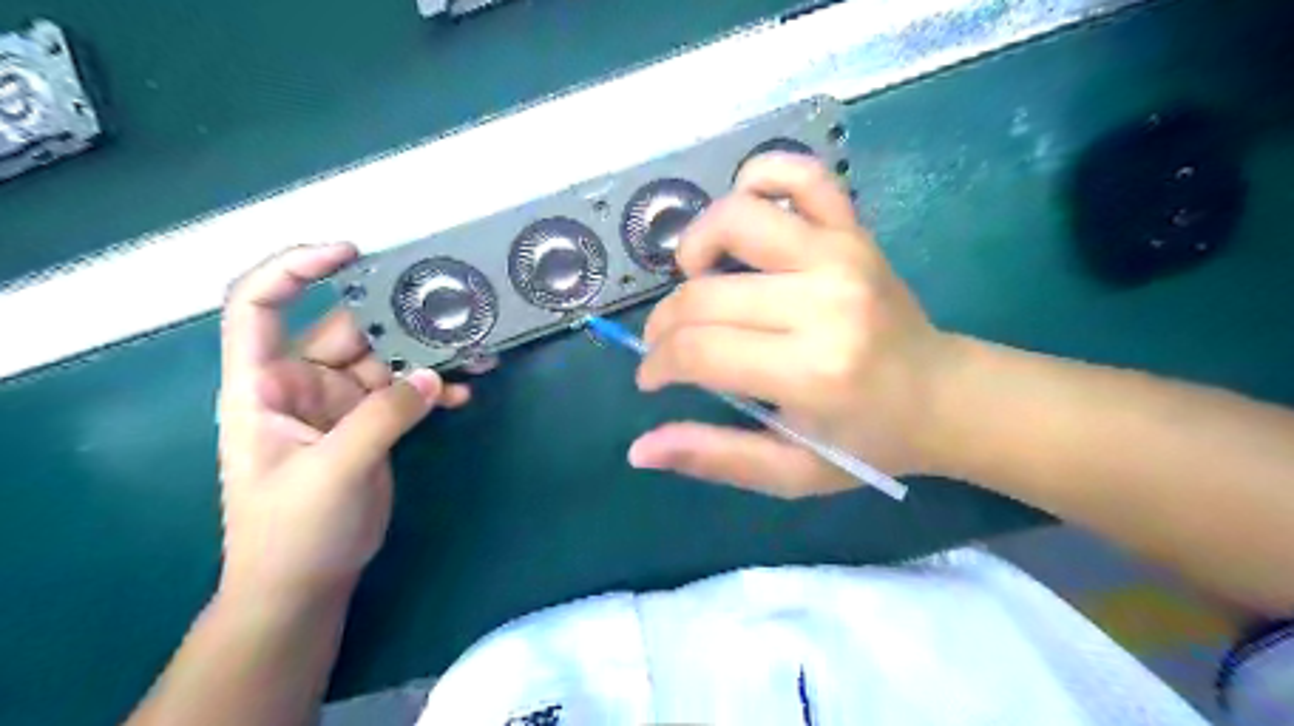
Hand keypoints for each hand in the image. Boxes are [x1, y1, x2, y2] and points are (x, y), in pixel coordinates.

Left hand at [218, 245, 470, 605]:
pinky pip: (406, 392)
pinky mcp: (372, 423)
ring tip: (474, 354)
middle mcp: (301, 384)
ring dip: (429, 355)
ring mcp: (341, 403)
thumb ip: (382, 418)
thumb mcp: (333, 471)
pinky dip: (434, 389)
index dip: (294, 269)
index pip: (259, 306)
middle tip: (454, 313)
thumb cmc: (292, 530)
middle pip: (350, 329)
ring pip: (388, 359)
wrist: (306, 583)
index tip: (349, 253)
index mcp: (263, 385)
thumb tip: (431, 376)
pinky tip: (464, 394)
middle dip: (400, 319)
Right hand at [633, 157, 952, 497]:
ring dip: (696, 245)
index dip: (658, 364)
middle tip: (667, 346)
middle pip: (704, 295)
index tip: (653, 377)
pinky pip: (798, 174)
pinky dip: (759, 178)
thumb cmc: (867, 441)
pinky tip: (745, 218)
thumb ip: (714, 458)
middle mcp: (824, 302)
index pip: (698, 351)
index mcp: (811, 371)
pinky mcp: (853, 229)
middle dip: (664, 324)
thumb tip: (640, 450)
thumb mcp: (790, 472)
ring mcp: (841, 254)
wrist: (943, 395)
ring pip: (737, 217)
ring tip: (698, 279)